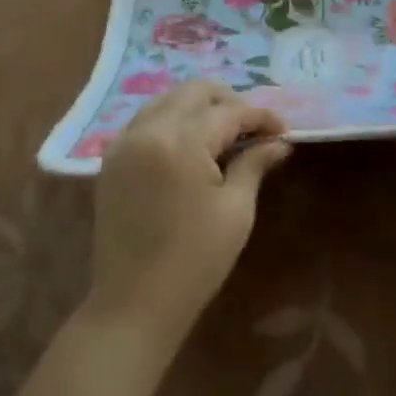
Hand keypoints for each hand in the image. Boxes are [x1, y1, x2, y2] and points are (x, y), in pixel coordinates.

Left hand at [84, 82, 290, 348]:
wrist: (133, 303)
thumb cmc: (195, 260)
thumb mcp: (235, 211)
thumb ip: (254, 165)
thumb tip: (279, 143)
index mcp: (181, 142)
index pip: (228, 112)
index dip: (260, 116)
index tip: (284, 130)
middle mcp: (148, 130)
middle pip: (193, 92)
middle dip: (228, 101)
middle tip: (254, 127)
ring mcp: (124, 143)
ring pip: (167, 101)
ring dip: (198, 108)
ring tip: (225, 134)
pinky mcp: (111, 160)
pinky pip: (146, 122)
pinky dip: (172, 121)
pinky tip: (191, 145)